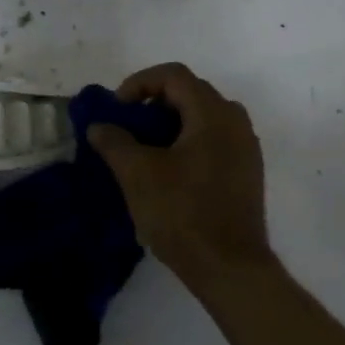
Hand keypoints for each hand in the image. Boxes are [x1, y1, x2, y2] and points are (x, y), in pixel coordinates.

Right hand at [87, 62, 278, 299]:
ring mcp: (246, 149)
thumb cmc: (182, 213)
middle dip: (152, 103)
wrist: (230, 268)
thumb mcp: (137, 173)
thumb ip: (114, 141)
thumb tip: (99, 126)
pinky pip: (213, 140)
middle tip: (127, 127)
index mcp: (213, 114)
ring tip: (144, 150)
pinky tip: (168, 172)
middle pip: (190, 93)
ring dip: (169, 124)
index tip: (117, 110)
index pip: (173, 75)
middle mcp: (235, 122)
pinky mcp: (246, 173)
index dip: (138, 83)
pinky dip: (186, 142)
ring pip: (202, 118)